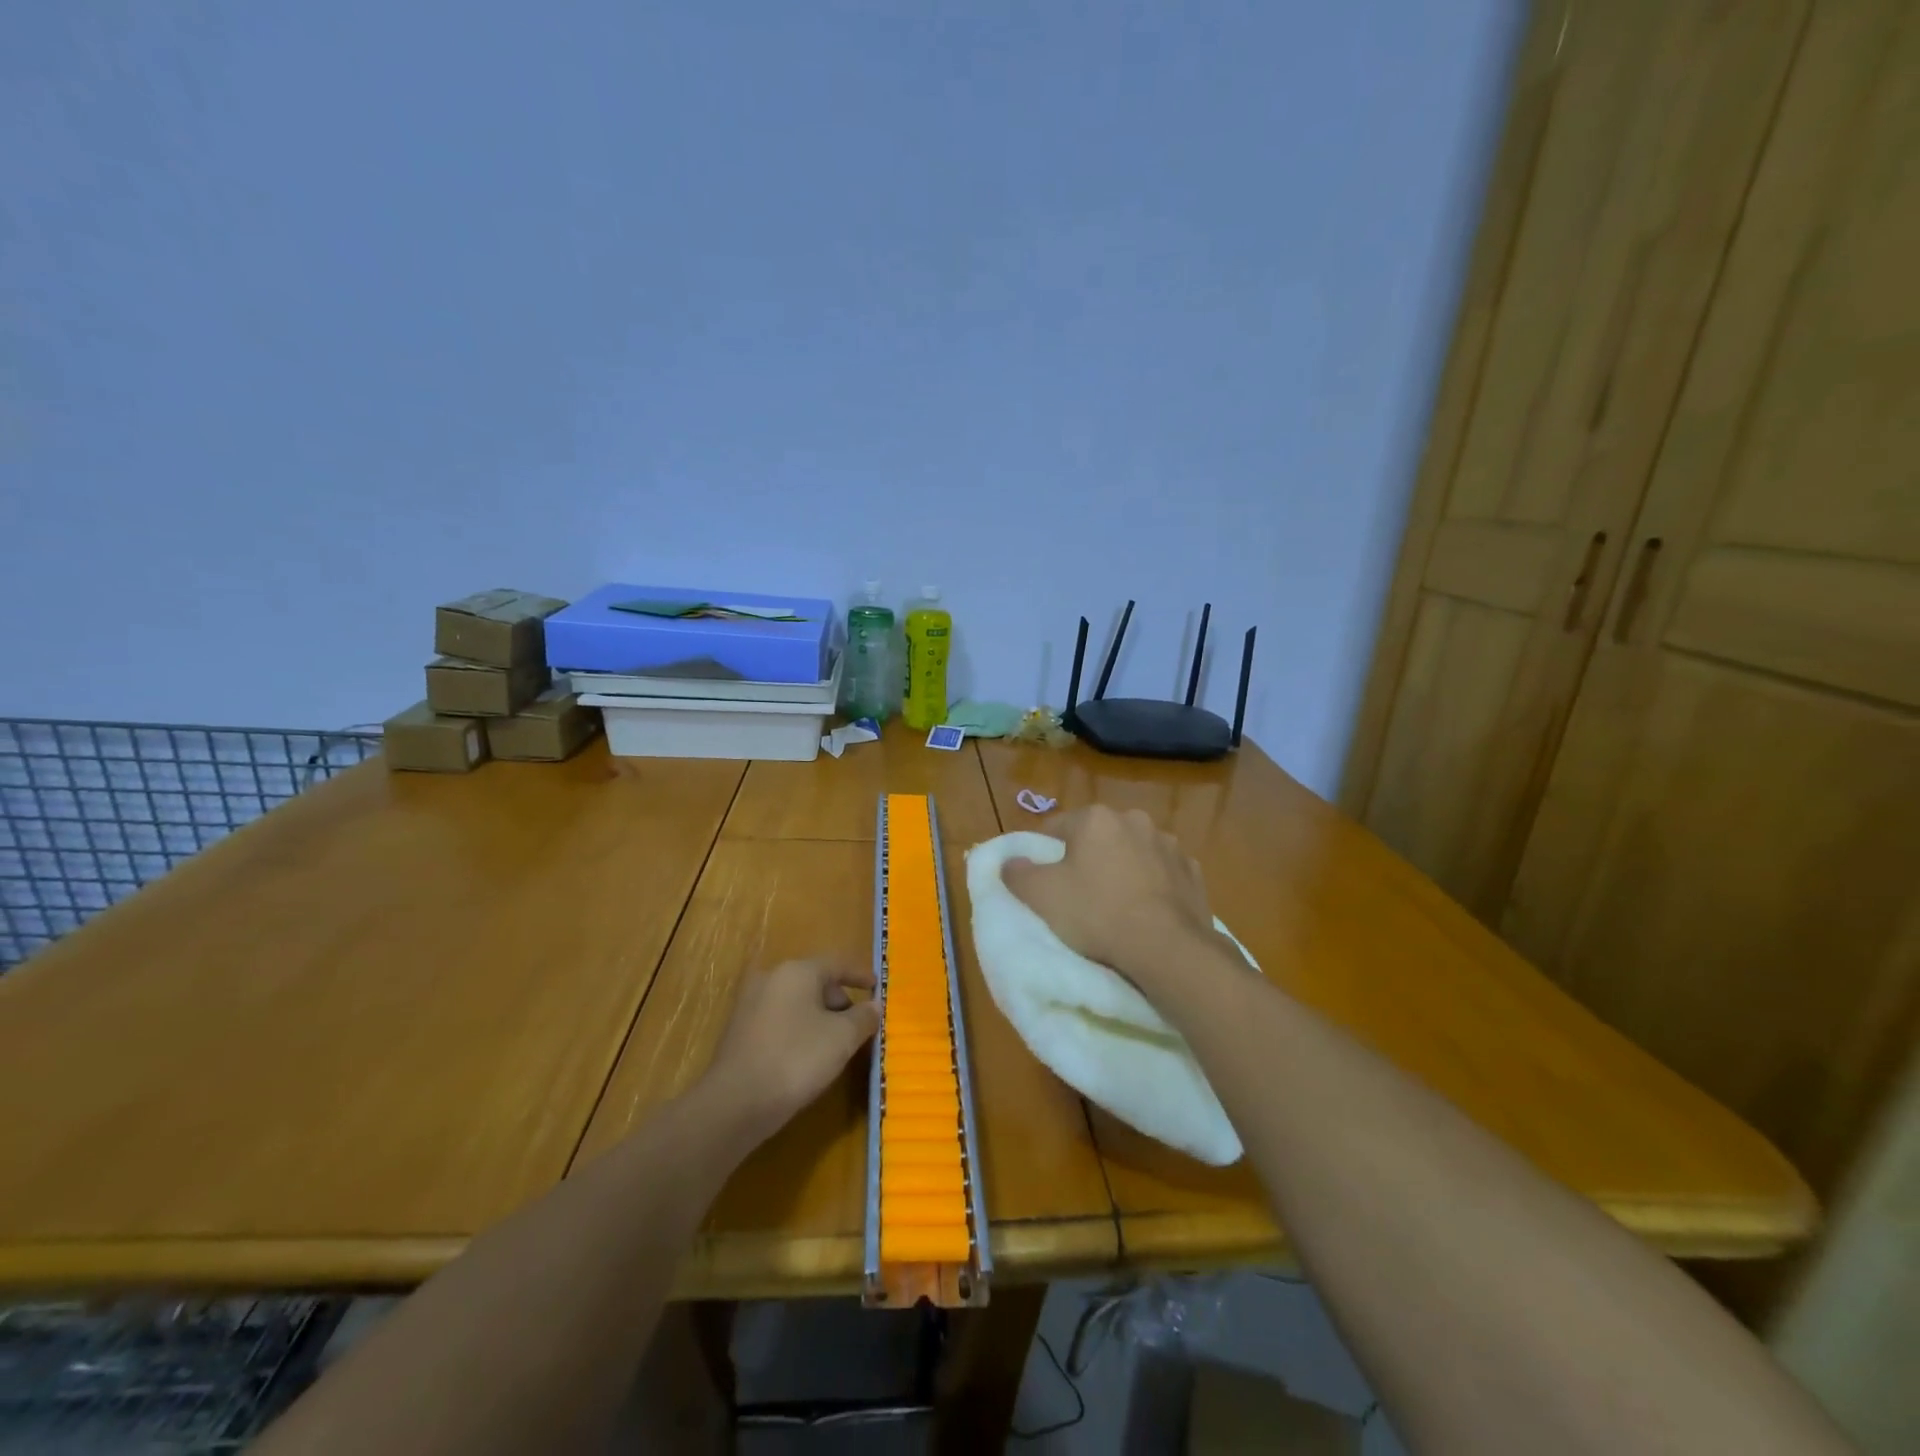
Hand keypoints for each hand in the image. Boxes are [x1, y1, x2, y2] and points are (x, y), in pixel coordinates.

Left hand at [702, 959, 879, 1142]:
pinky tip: (806, 1056)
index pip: (836, 963)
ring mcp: (750, 1004)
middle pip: (815, 981)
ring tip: (835, 1044)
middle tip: (857, 1024)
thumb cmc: (796, 1059)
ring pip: (796, 1002)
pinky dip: (798, 1030)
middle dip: (839, 1000)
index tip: (877, 987)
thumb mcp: (842, 1038)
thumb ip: (863, 1018)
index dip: (860, 974)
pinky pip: (779, 1021)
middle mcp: (771, 978)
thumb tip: (874, 1006)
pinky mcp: (739, 1031)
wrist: (735, 1103)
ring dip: (819, 1017)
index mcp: (797, 971)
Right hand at [1002, 805, 1216, 991]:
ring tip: (1115, 907)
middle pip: (1098, 838)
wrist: (1166, 948)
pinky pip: (1162, 875)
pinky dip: (1152, 887)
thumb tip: (1009, 862)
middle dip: (1087, 859)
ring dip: (1123, 870)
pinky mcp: (1193, 873)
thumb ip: (1017, 872)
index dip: (1045, 853)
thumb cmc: (1096, 914)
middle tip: (1078, 895)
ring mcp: (1169, 845)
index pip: (1057, 827)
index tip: (1043, 881)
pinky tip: (1146, 913)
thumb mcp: (1040, 895)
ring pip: (1133, 854)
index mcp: (1096, 818)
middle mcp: (1135, 820)